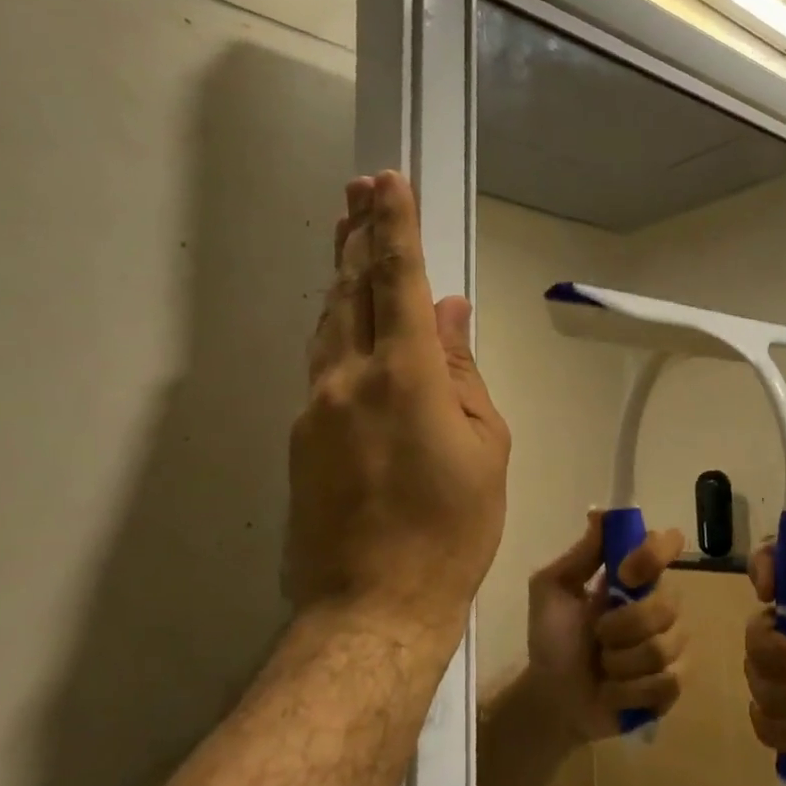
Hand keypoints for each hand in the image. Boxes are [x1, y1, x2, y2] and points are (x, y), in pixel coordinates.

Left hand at [284, 172, 510, 645]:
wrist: (374, 604)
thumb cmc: (453, 528)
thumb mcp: (485, 447)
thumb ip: (463, 371)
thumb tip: (451, 311)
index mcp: (406, 376)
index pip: (399, 280)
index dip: (394, 226)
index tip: (388, 181)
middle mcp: (349, 378)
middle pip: (351, 289)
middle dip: (358, 234)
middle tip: (358, 188)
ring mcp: (315, 407)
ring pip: (328, 323)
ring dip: (341, 275)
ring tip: (348, 236)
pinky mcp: (300, 436)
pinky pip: (323, 364)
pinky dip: (339, 328)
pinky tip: (349, 320)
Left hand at [526, 512, 687, 743]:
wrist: (551, 698)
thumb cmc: (552, 639)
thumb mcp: (551, 590)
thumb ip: (579, 555)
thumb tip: (600, 513)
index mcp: (634, 577)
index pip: (667, 545)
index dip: (654, 554)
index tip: (626, 573)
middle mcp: (660, 604)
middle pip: (668, 603)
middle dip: (624, 625)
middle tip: (598, 635)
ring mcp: (671, 645)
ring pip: (664, 647)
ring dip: (621, 662)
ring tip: (603, 667)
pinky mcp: (672, 685)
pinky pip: (666, 682)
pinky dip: (630, 691)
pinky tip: (613, 692)